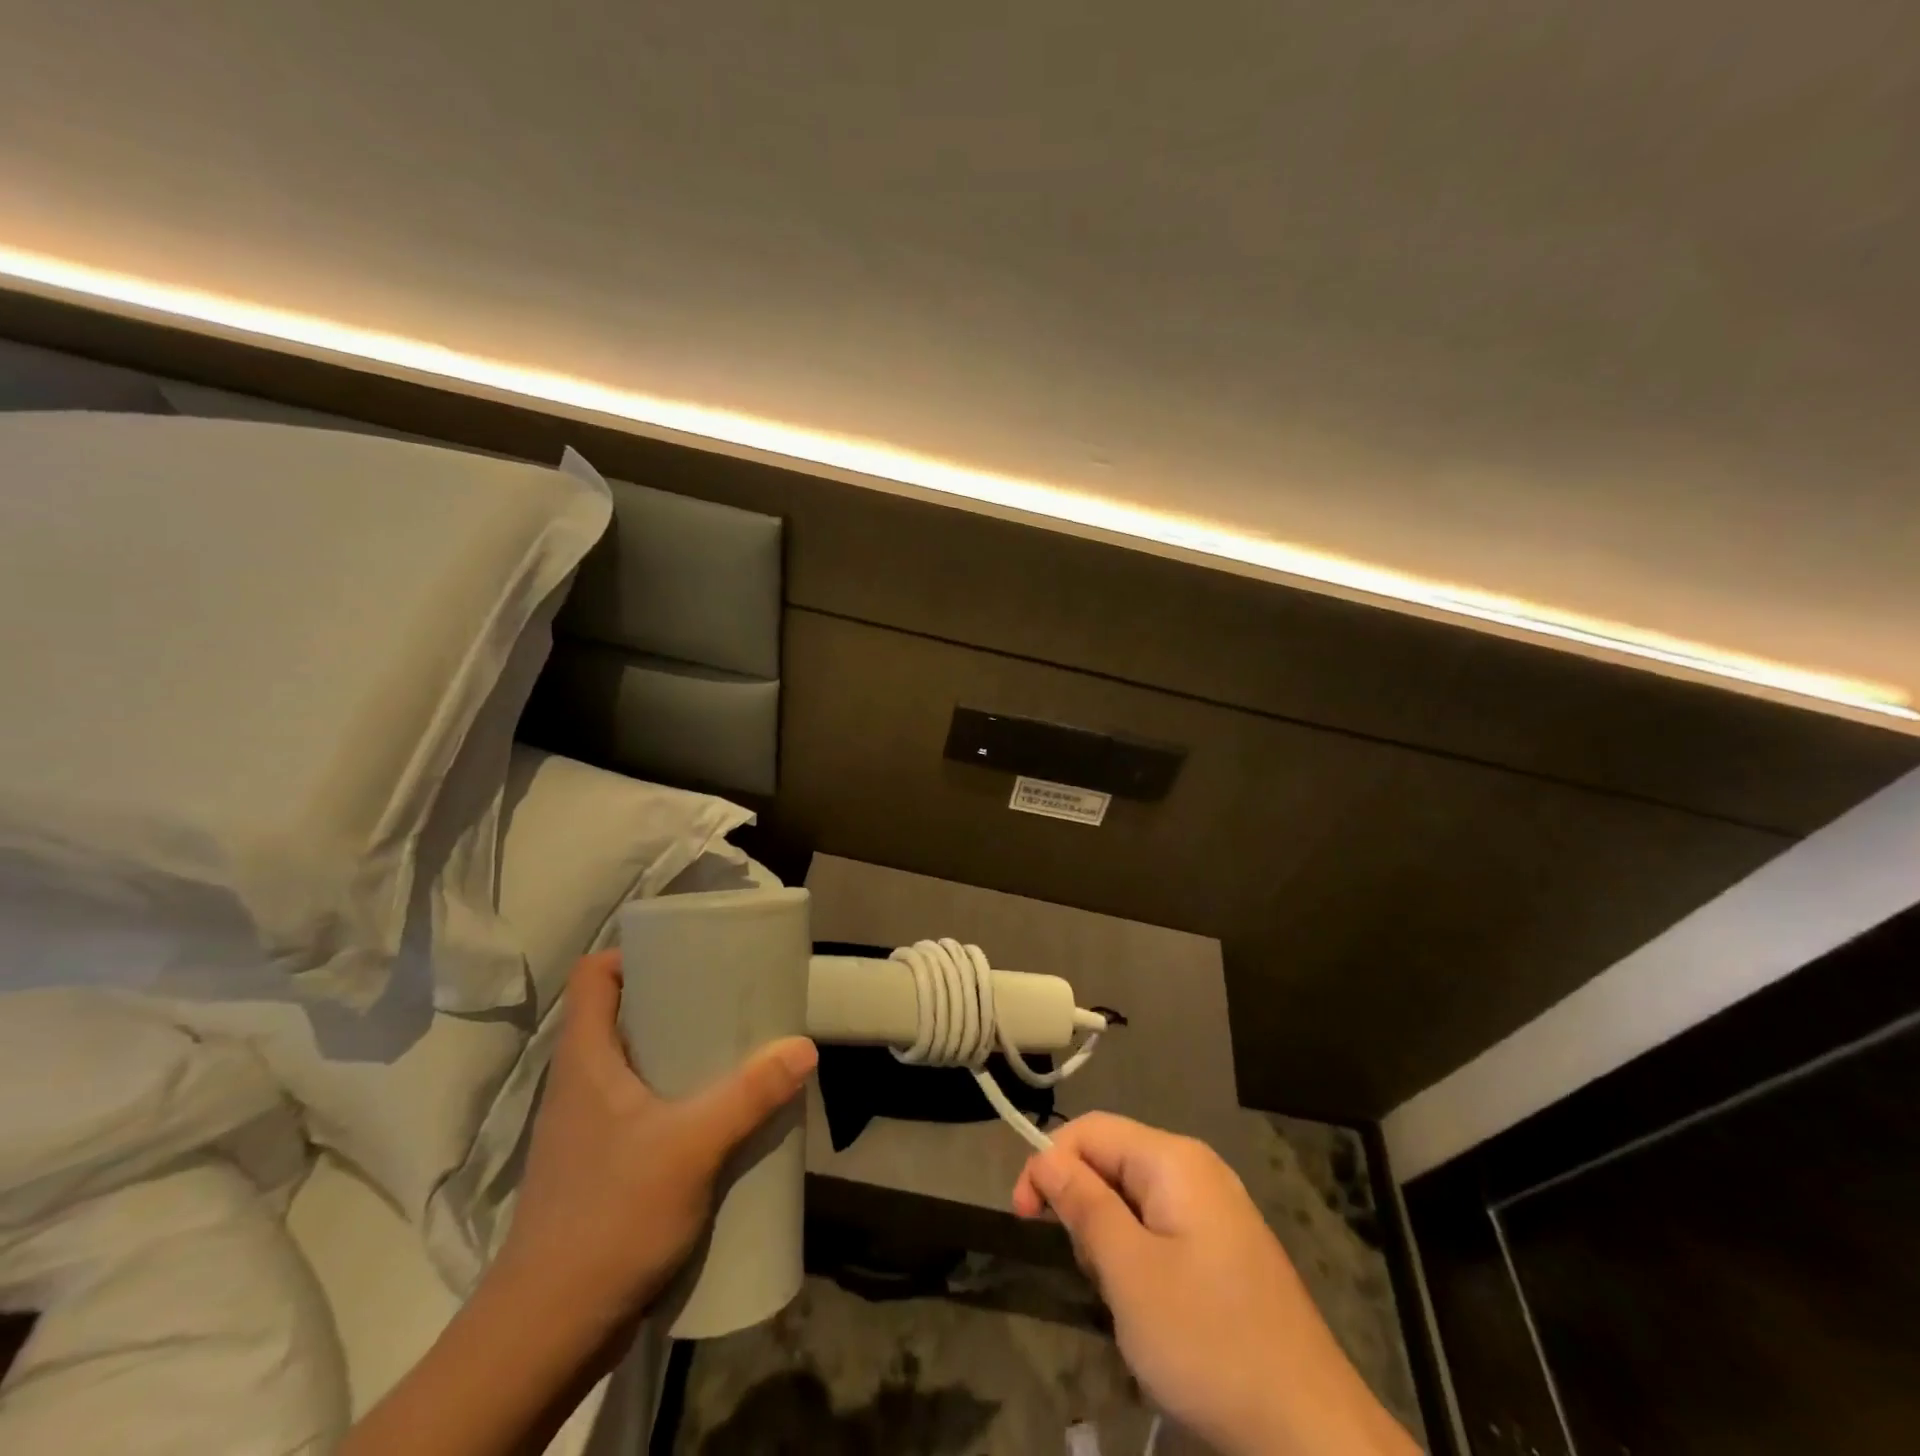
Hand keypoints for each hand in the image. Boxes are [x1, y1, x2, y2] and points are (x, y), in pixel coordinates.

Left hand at [493, 949, 817, 1343]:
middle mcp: (580, 1084)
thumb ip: (749, 1094)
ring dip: (680, 1053)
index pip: (594, 976)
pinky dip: (678, 1097)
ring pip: (635, 1064)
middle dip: (676, 1001)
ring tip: (734, 1050)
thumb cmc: (609, 1217)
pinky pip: (643, 1108)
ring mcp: (588, 1129)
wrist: (547, 1334)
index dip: (632, 953)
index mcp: (586, 1059)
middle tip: (730, 999)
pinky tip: (717, 1115)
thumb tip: (804, 1047)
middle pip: (623, 1015)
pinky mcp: (601, 1166)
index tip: (686, 952)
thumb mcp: (691, 1147)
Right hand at [1013, 1113, 1416, 1455]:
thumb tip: (1046, 1157)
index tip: (1021, 1217)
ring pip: (1133, 1202)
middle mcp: (1197, 1170)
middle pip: (1112, 1162)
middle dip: (1086, 1210)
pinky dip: (1141, 1262)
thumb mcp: (1129, 1272)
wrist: (1313, 1435)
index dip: (1048, 1163)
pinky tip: (1155, 1313)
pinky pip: (1162, 1232)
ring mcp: (1216, 1211)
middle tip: (1093, 1276)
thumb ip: (1083, 1205)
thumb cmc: (1209, 1342)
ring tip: (1127, 1304)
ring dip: (1112, 1244)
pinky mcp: (1226, 1250)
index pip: (1090, 1130)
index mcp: (1174, 1159)